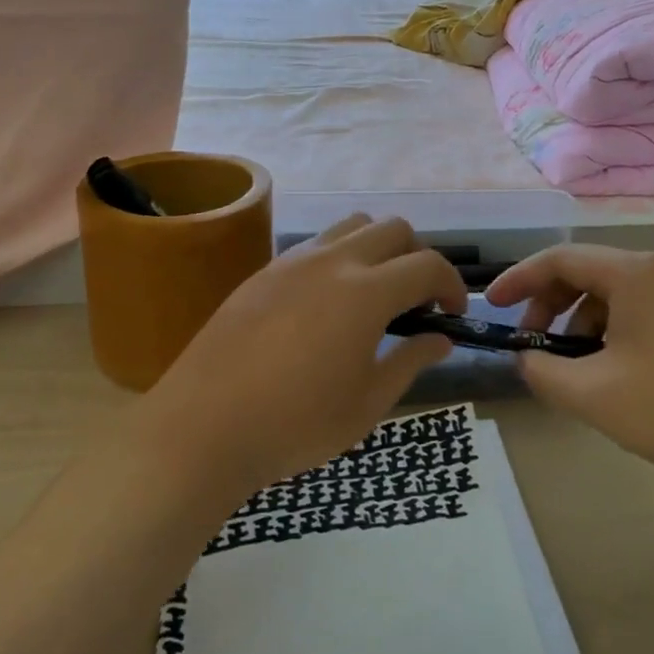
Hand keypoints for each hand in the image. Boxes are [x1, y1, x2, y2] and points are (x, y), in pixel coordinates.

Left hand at [142, 216, 466, 501]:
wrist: (202, 428)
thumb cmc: (295, 425)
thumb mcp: (367, 404)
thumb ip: (410, 362)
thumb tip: (440, 340)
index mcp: (367, 292)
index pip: (428, 265)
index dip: (451, 285)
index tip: (451, 314)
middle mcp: (334, 261)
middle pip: (394, 229)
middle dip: (418, 257)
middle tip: (415, 302)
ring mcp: (294, 261)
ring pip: (353, 225)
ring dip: (377, 247)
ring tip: (373, 292)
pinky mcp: (265, 272)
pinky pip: (316, 244)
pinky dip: (340, 257)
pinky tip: (327, 303)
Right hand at [484, 245, 653, 481]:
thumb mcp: (594, 394)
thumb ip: (543, 372)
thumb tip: (526, 359)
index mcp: (632, 274)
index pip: (559, 259)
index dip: (519, 280)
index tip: (491, 305)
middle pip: (584, 273)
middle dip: (547, 306)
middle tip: (530, 346)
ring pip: (608, 295)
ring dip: (576, 324)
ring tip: (569, 369)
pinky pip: (632, 312)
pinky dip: (605, 333)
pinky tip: (605, 373)